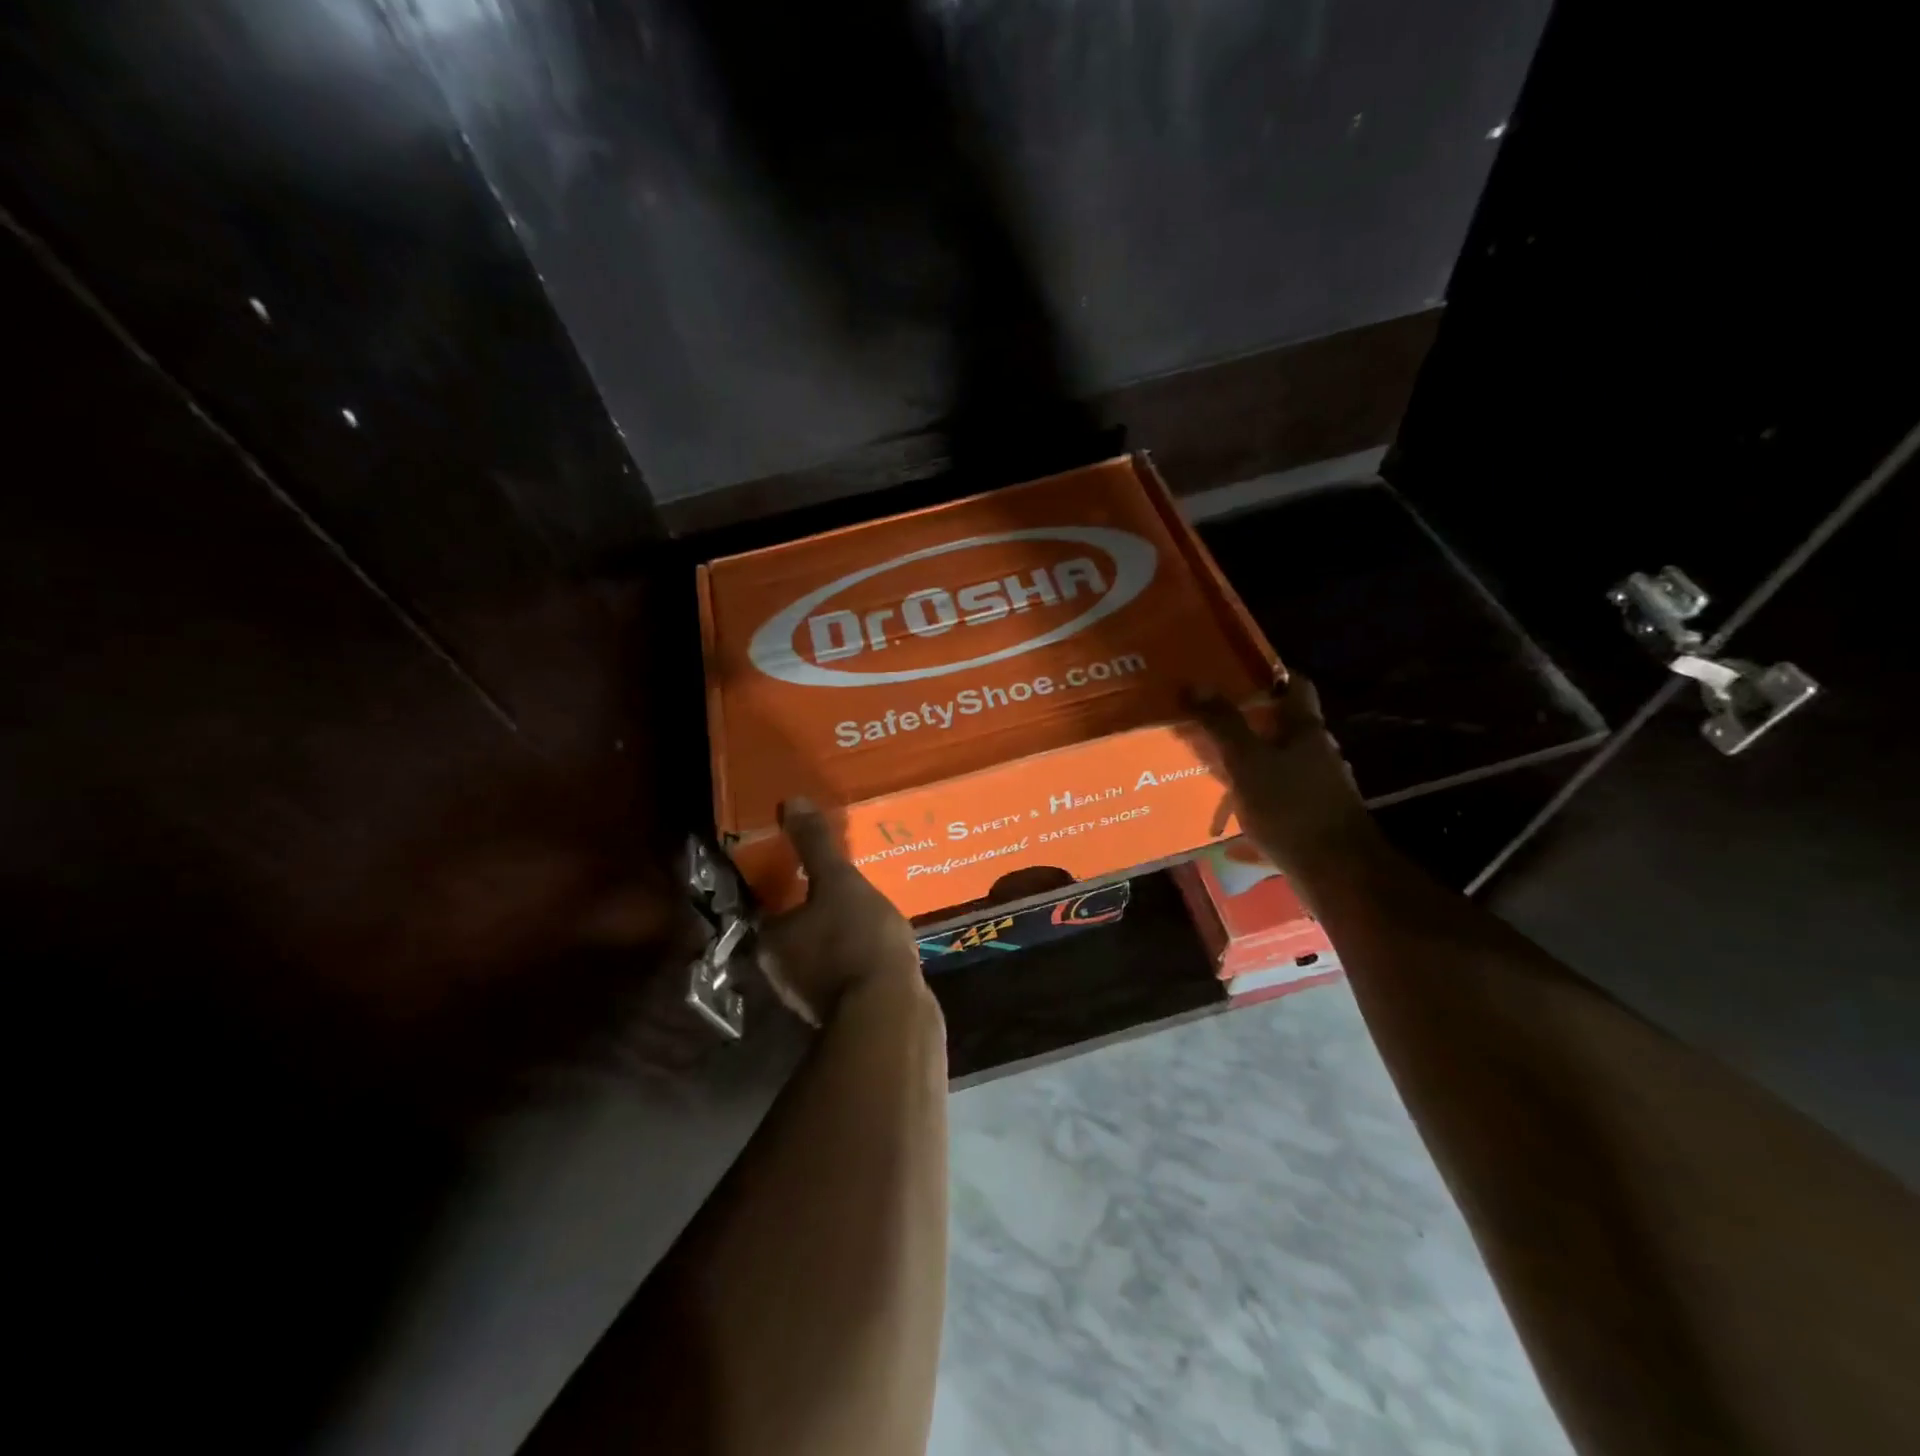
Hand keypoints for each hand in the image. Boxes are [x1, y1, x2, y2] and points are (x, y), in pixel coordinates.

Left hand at [756, 798, 924, 1025]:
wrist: (889, 1014)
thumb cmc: (855, 940)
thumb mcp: (839, 882)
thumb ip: (815, 845)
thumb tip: (791, 801)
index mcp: (772, 939)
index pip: (769, 904)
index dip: (788, 882)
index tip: (811, 867)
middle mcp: (782, 971)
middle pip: (795, 930)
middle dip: (816, 909)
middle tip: (843, 882)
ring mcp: (812, 996)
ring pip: (821, 952)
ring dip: (838, 934)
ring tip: (867, 907)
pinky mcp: (845, 1010)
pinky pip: (847, 971)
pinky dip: (857, 956)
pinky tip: (881, 942)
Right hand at [1188, 676, 1379, 880]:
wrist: (1337, 871)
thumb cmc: (1291, 807)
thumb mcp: (1247, 762)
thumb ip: (1222, 724)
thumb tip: (1195, 684)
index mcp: (1307, 730)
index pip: (1295, 686)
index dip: (1269, 675)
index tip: (1236, 675)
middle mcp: (1320, 752)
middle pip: (1286, 726)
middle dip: (1252, 722)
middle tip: (1213, 721)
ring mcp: (1321, 786)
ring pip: (1282, 762)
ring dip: (1254, 761)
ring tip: (1217, 766)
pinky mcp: (1315, 817)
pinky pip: (1281, 796)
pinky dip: (1258, 796)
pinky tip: (1234, 814)